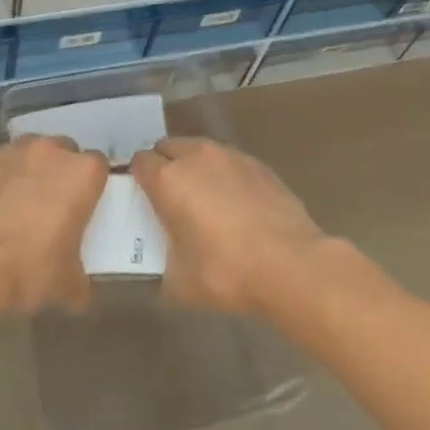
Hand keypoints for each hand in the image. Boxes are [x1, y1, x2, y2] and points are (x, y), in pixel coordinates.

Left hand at [0, 135, 109, 313]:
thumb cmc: (31, 268)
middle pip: (65, 152)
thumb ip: (79, 281)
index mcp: (83, 173)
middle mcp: (51, 152)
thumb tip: (78, 293)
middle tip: (56, 206)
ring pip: (30, 153)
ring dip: (31, 171)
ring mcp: (13, 153)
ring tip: (22, 204)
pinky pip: (0, 167)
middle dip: (62, 173)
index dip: (93, 185)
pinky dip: (1, 181)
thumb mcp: (66, 285)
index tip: (86, 206)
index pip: (99, 166)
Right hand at [129, 137, 327, 314]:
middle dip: (163, 165)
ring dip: (194, 167)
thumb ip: (162, 262)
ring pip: (200, 150)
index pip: (139, 162)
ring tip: (203, 198)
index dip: (136, 178)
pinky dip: (224, 175)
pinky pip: (229, 162)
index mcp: (168, 179)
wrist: (292, 265)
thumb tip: (164, 259)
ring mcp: (231, 157)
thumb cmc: (226, 272)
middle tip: (168, 197)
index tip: (141, 199)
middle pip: (167, 147)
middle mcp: (196, 157)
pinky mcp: (259, 165)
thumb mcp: (179, 282)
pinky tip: (235, 205)